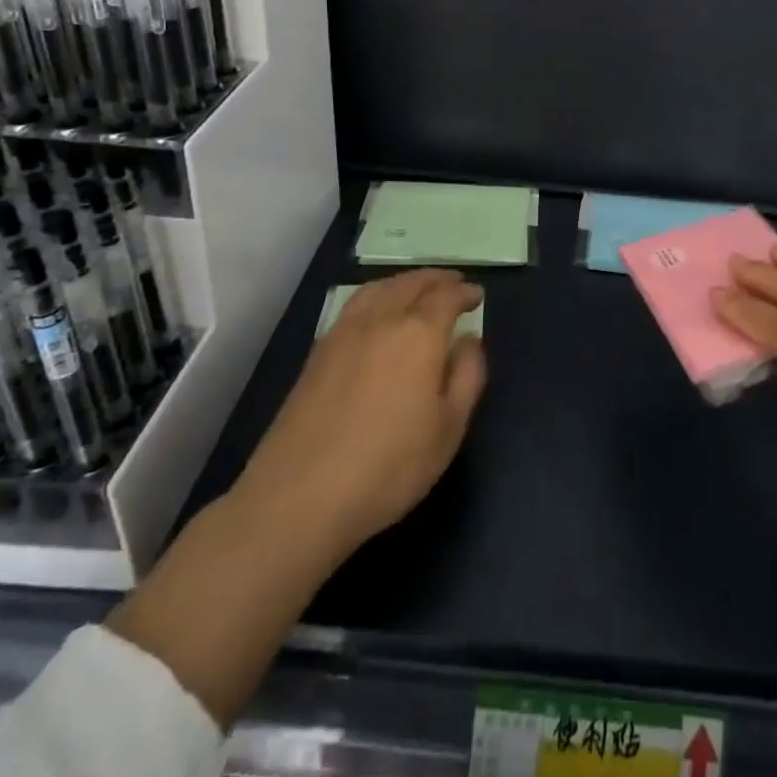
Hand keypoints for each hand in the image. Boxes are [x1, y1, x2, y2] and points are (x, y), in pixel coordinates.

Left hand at [234, 268, 487, 566]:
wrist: (300, 496)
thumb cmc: (389, 466)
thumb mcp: (449, 428)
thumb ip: (467, 376)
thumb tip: (468, 340)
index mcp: (419, 333)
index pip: (446, 296)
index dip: (464, 292)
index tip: (476, 296)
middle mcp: (382, 319)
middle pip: (412, 283)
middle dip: (436, 279)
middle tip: (453, 283)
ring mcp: (344, 332)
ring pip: (380, 288)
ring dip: (405, 282)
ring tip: (417, 289)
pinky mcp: (318, 351)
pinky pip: (355, 304)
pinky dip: (377, 294)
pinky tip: (377, 312)